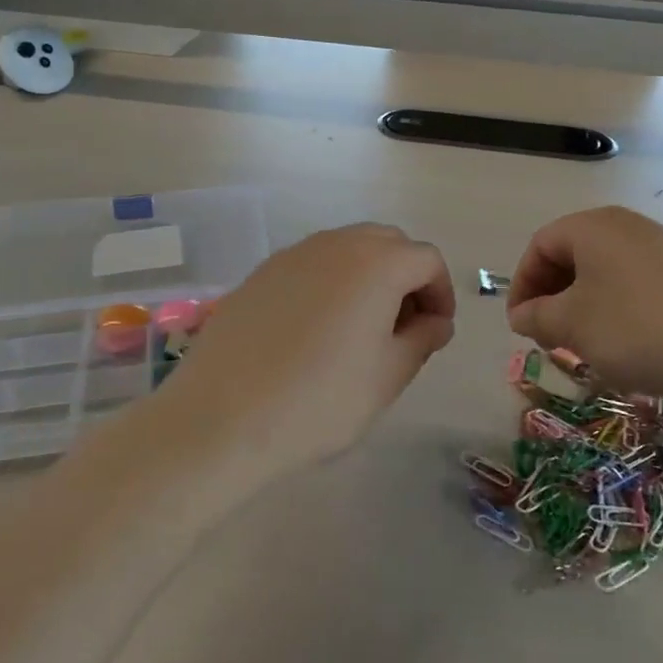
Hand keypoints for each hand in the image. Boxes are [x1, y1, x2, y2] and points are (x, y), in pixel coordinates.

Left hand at [158, 224, 455, 473]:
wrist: (222, 418)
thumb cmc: (320, 400)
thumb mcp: (388, 376)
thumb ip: (422, 339)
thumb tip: (435, 321)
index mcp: (376, 263)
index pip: (426, 260)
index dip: (440, 293)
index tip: (436, 332)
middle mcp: (335, 244)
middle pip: (387, 243)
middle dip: (406, 277)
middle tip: (403, 327)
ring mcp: (292, 255)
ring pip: (347, 249)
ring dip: (368, 277)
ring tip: (361, 329)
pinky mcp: (261, 273)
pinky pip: (311, 265)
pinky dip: (330, 283)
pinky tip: (316, 330)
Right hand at [506, 207, 662, 398]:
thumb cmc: (636, 329)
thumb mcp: (572, 326)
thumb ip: (535, 316)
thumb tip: (521, 314)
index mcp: (593, 226)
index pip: (539, 246)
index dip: (522, 285)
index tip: (520, 325)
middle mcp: (627, 224)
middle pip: (572, 254)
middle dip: (552, 296)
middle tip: (549, 336)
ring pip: (604, 270)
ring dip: (583, 304)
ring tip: (585, 343)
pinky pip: (636, 281)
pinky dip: (617, 306)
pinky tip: (627, 341)